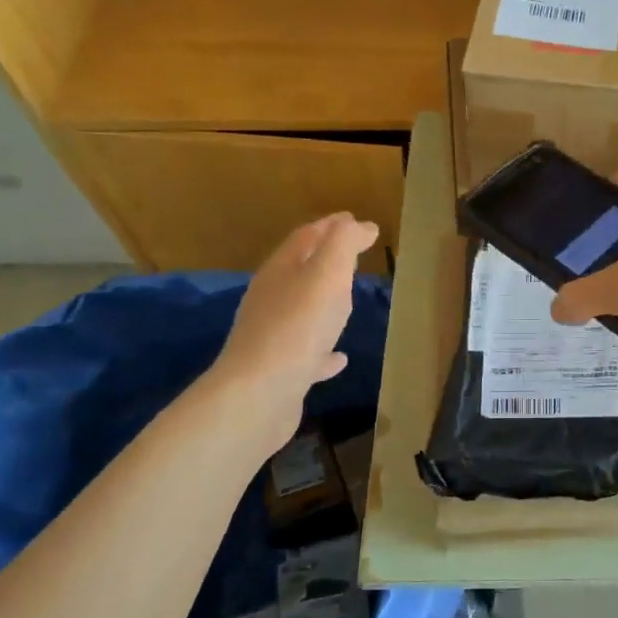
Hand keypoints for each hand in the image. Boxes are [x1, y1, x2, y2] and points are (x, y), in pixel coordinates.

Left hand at [213, 212, 379, 434]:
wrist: (259, 395)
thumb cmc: (297, 327)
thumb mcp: (327, 274)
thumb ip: (343, 244)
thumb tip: (357, 224)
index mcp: (281, 271)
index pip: (307, 237)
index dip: (332, 226)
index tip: (358, 222)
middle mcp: (272, 299)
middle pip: (300, 270)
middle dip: (327, 259)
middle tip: (355, 255)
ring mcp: (274, 336)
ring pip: (302, 310)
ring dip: (324, 302)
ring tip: (348, 300)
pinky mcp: (281, 370)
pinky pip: (308, 352)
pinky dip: (325, 349)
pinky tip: (340, 358)